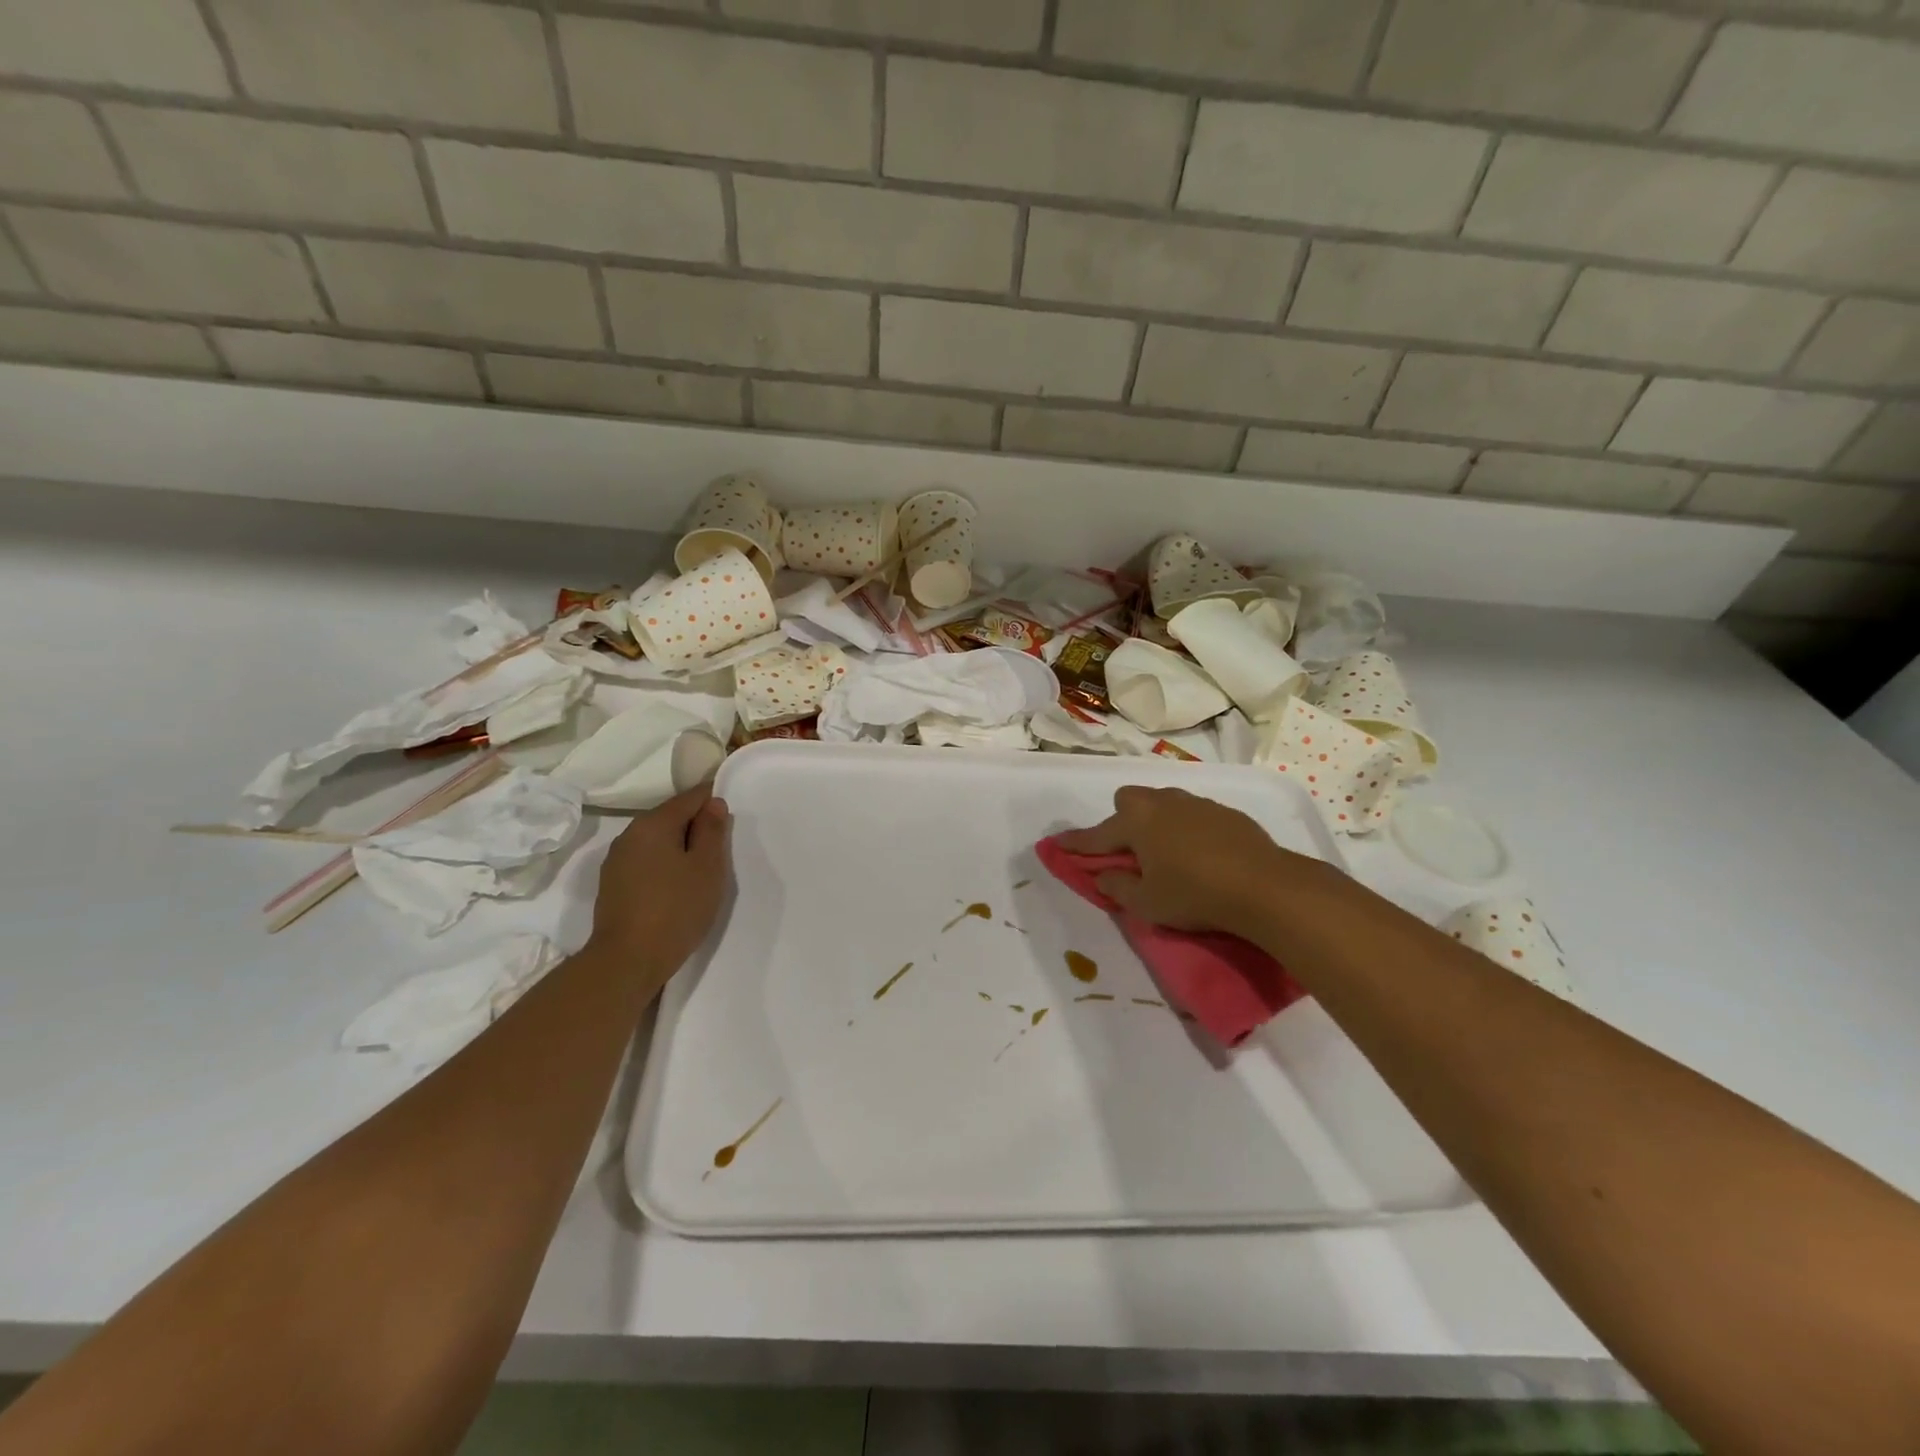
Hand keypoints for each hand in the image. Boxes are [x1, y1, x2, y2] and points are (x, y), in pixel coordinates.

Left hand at [587, 785, 731, 975]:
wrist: (627, 961)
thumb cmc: (676, 909)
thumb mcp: (707, 867)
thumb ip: (712, 830)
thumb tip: (713, 803)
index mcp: (654, 823)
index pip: (690, 797)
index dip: (714, 801)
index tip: (731, 819)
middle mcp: (630, 834)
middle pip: (671, 817)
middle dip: (697, 826)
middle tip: (721, 851)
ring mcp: (617, 860)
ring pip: (657, 841)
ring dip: (680, 847)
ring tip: (701, 872)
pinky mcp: (613, 884)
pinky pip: (646, 861)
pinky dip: (664, 865)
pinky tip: (676, 887)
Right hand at [1055, 785, 1338, 938]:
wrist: (1265, 886)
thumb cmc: (1195, 895)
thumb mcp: (1147, 903)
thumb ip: (1117, 887)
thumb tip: (1103, 874)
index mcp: (1137, 822)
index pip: (1096, 835)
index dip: (1076, 844)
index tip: (1057, 844)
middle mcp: (1162, 803)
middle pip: (1129, 800)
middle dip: (1122, 820)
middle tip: (1129, 851)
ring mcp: (1196, 803)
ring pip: (1163, 803)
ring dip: (1155, 822)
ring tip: (1166, 853)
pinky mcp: (1225, 812)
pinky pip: (1192, 813)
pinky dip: (1186, 829)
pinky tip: (1200, 854)